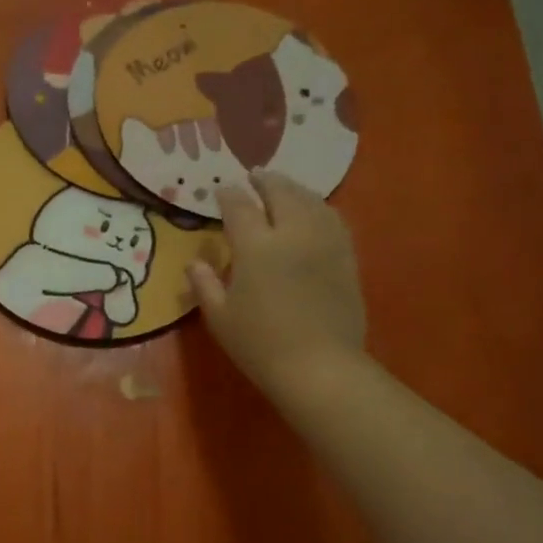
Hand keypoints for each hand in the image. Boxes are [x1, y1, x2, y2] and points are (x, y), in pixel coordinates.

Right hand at [186, 168, 365, 399]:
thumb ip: (205, 285)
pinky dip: (318, 207)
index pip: (240, 208)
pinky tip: (314, 211)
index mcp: (257, 247)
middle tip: (255, 176)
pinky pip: (333, 219)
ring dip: (294, 189)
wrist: (319, 366)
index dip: (228, 196)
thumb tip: (195, 263)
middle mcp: (293, 233)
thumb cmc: (260, 345)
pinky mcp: (347, 257)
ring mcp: (325, 242)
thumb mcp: (220, 318)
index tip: (221, 191)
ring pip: (311, 201)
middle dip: (266, 181)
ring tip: (284, 187)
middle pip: (281, 193)